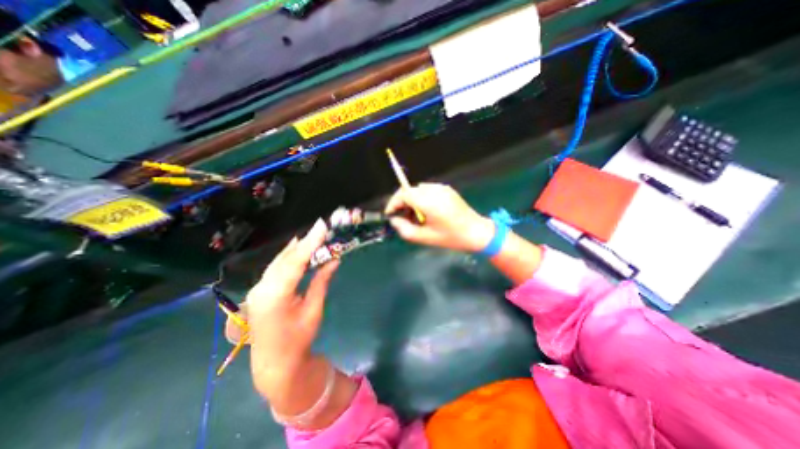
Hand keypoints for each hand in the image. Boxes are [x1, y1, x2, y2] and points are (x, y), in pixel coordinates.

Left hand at [235, 218, 339, 397]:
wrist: (274, 363)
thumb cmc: (298, 339)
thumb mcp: (314, 310)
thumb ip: (321, 282)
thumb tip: (334, 260)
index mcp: (275, 296)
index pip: (295, 262)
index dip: (310, 243)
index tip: (322, 226)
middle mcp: (262, 288)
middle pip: (285, 258)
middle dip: (305, 242)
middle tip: (320, 227)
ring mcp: (258, 289)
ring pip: (279, 261)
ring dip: (296, 247)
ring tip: (312, 234)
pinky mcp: (260, 290)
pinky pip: (275, 267)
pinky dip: (288, 256)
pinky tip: (296, 247)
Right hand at [387, 183, 494, 251]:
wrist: (476, 232)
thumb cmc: (451, 238)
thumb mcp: (425, 238)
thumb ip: (405, 229)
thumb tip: (394, 220)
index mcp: (429, 201)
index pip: (403, 194)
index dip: (393, 203)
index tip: (390, 215)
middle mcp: (435, 190)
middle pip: (409, 190)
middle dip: (401, 203)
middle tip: (402, 218)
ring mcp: (442, 188)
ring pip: (417, 190)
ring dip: (411, 201)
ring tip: (415, 217)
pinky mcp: (447, 189)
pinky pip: (427, 190)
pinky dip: (421, 198)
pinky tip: (426, 211)